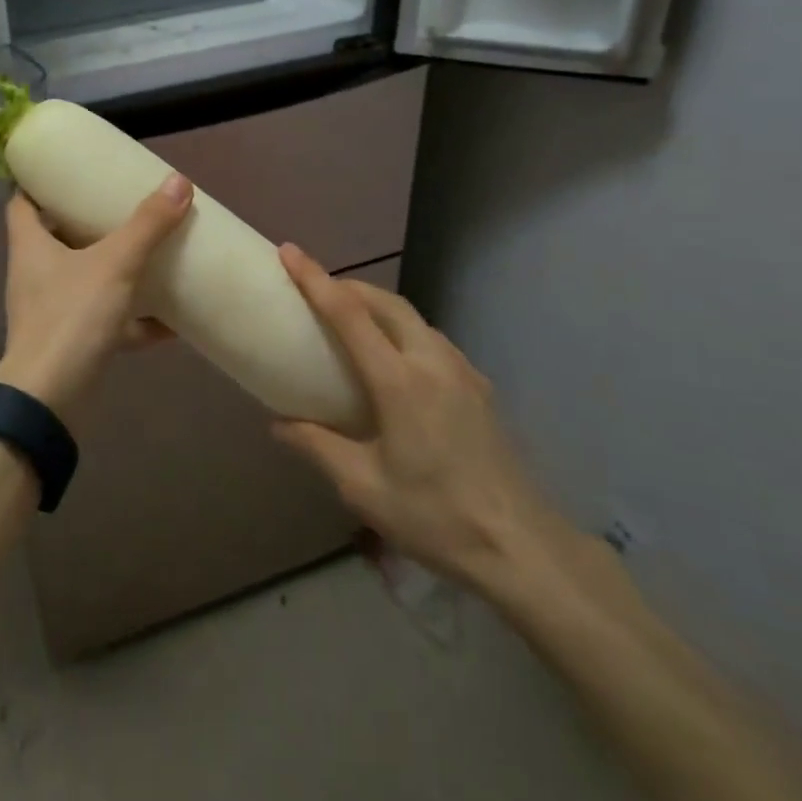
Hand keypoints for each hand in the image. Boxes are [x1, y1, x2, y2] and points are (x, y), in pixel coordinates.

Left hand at [0, 176, 192, 417]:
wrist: (50, 398)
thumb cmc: (71, 316)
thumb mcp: (114, 264)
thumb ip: (147, 225)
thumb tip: (178, 181)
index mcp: (30, 245)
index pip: (21, 202)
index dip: (38, 183)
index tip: (67, 171)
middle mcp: (33, 274)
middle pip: (53, 238)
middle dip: (83, 223)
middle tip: (116, 206)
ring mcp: (49, 311)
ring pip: (80, 280)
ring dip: (110, 270)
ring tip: (144, 254)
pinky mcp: (68, 341)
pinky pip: (102, 321)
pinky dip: (130, 320)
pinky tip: (167, 321)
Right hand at [272, 245, 570, 590]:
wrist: (523, 548)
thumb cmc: (435, 516)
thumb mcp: (363, 487)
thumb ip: (317, 446)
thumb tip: (278, 423)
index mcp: (399, 381)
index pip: (349, 314)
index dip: (315, 279)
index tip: (290, 252)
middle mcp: (432, 362)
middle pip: (386, 303)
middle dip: (348, 285)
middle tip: (316, 288)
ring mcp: (463, 372)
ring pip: (413, 318)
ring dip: (378, 306)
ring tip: (352, 320)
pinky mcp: (480, 388)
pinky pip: (432, 340)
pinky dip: (403, 329)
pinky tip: (397, 360)